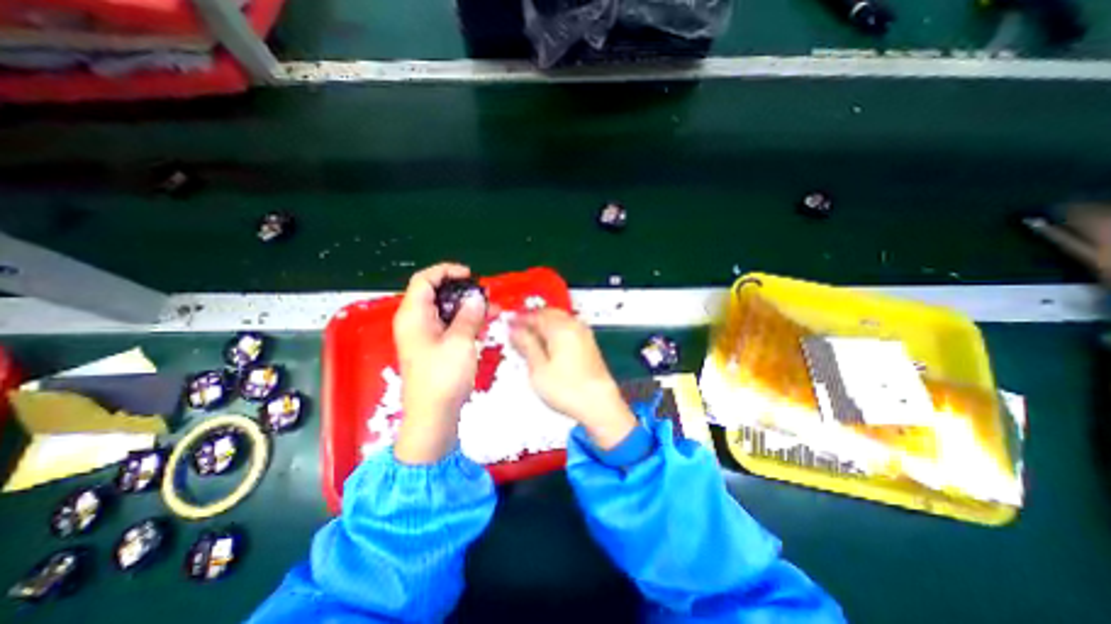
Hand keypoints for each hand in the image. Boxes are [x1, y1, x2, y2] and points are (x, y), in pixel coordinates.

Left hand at [395, 262, 490, 463]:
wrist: (433, 416)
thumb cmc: (443, 377)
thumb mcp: (460, 342)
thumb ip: (469, 315)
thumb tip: (476, 298)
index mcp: (413, 316)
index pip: (424, 280)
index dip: (446, 271)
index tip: (470, 275)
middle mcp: (415, 322)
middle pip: (435, 294)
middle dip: (461, 291)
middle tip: (484, 294)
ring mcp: (424, 336)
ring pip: (445, 311)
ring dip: (467, 307)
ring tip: (491, 309)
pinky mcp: (433, 348)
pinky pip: (448, 326)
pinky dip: (465, 321)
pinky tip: (483, 324)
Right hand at [510, 309, 636, 450]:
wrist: (599, 404)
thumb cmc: (567, 389)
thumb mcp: (538, 369)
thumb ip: (527, 345)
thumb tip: (515, 331)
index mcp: (560, 328)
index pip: (535, 316)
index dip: (520, 319)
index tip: (509, 324)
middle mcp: (574, 326)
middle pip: (549, 314)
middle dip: (533, 319)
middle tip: (519, 328)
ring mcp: (584, 333)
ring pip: (560, 319)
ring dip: (545, 323)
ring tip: (532, 335)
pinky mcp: (589, 343)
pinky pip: (568, 327)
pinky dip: (556, 330)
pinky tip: (549, 342)